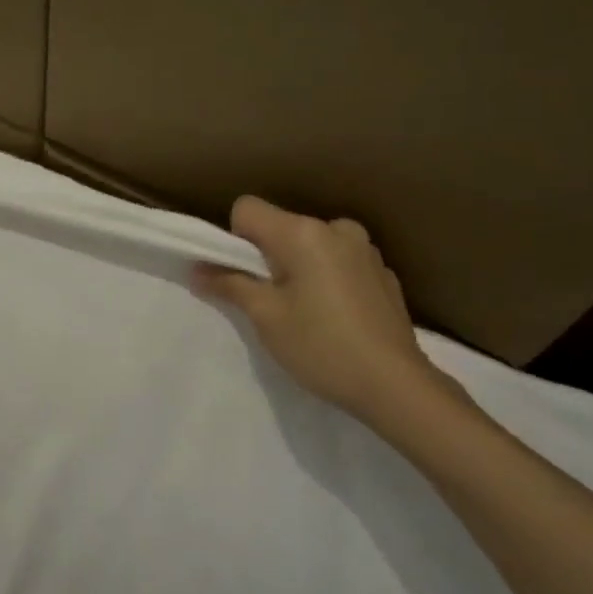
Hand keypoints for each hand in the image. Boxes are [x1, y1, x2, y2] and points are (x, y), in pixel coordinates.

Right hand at [194, 195, 437, 422]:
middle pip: (281, 227)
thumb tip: (198, 270)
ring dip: (298, 267)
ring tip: (305, 311)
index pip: (248, 209)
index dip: (233, 239)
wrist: (394, 384)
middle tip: (269, 301)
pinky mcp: (383, 272)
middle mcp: (336, 228)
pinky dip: (326, 278)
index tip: (240, 276)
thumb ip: (229, 284)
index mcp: (304, 233)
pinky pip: (338, 262)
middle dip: (266, 256)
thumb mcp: (266, 317)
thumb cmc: (320, 346)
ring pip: (310, 245)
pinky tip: (335, 317)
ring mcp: (365, 249)